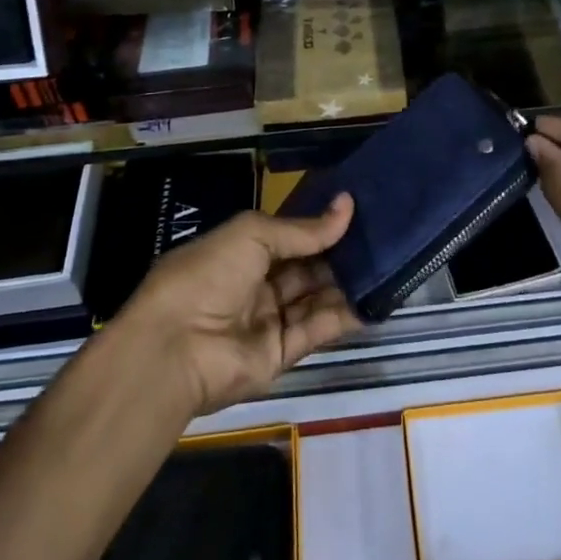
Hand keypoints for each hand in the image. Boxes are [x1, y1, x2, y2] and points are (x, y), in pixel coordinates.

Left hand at [112, 195, 360, 416]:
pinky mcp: (280, 354)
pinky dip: (343, 316)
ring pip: (314, 298)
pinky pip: (317, 330)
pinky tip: (372, 299)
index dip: (318, 225)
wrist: (175, 348)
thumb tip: (347, 205)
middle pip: (304, 267)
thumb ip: (303, 229)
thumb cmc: (208, 275)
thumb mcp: (252, 234)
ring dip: (345, 283)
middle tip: (379, 237)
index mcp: (240, 252)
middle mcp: (255, 285)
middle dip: (337, 254)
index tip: (357, 211)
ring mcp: (267, 321)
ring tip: (384, 264)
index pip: (287, 236)